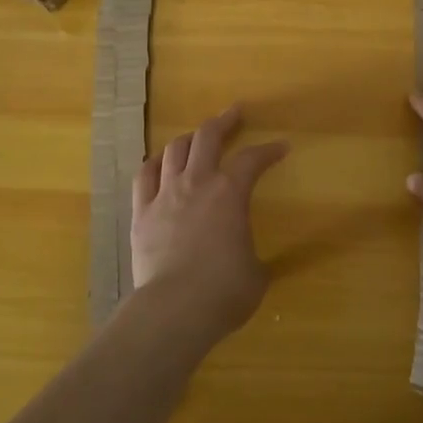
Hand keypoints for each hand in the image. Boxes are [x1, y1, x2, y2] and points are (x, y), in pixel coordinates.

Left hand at [132, 105, 288, 342]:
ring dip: (189, 138)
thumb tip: (247, 259)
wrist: (174, 309)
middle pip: (208, 137)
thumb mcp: (255, 274)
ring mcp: (165, 195)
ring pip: (174, 150)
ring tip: (196, 137)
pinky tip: (159, 163)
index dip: (269, 150)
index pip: (252, 159)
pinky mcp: (141, 213)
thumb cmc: (224, 292)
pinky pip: (144, 176)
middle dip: (224, 121)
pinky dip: (154, 164)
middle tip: (234, 113)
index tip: (281, 147)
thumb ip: (252, 256)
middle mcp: (197, 183)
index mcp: (230, 193)